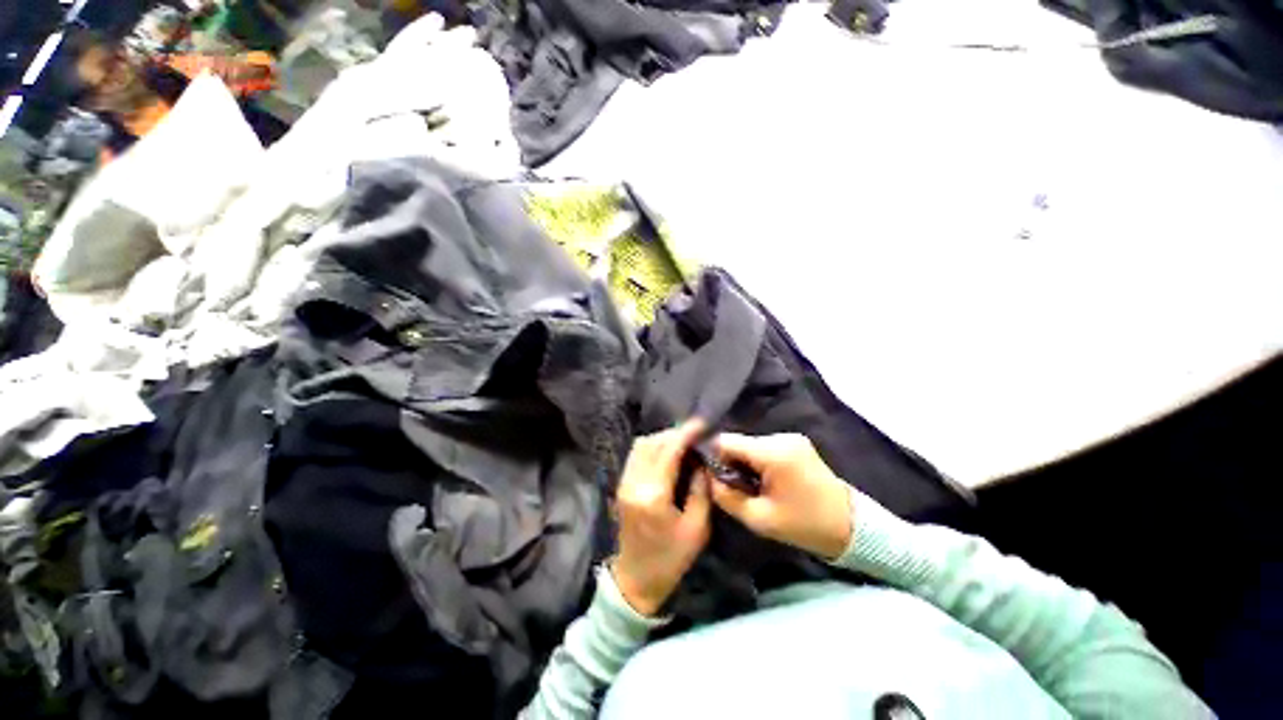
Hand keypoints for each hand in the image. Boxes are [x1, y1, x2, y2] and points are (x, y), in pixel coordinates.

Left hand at [611, 421, 711, 615]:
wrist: (635, 580)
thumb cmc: (670, 559)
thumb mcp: (697, 528)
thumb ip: (701, 490)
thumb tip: (702, 461)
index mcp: (653, 495)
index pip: (668, 451)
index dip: (685, 434)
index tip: (702, 424)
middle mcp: (634, 483)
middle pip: (652, 443)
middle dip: (674, 434)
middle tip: (695, 434)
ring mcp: (624, 482)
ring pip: (641, 446)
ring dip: (662, 438)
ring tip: (683, 442)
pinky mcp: (621, 485)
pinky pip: (636, 455)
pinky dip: (653, 447)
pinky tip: (668, 452)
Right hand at [709, 434, 852, 560]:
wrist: (852, 527)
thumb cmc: (805, 525)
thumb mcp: (759, 519)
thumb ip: (726, 496)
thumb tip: (708, 478)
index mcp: (772, 453)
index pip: (726, 441)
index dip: (713, 456)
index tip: (711, 476)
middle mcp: (780, 437)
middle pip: (738, 442)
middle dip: (730, 461)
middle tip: (731, 487)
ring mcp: (790, 438)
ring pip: (750, 445)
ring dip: (744, 462)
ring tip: (750, 486)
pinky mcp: (796, 443)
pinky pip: (764, 448)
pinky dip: (757, 461)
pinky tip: (764, 480)